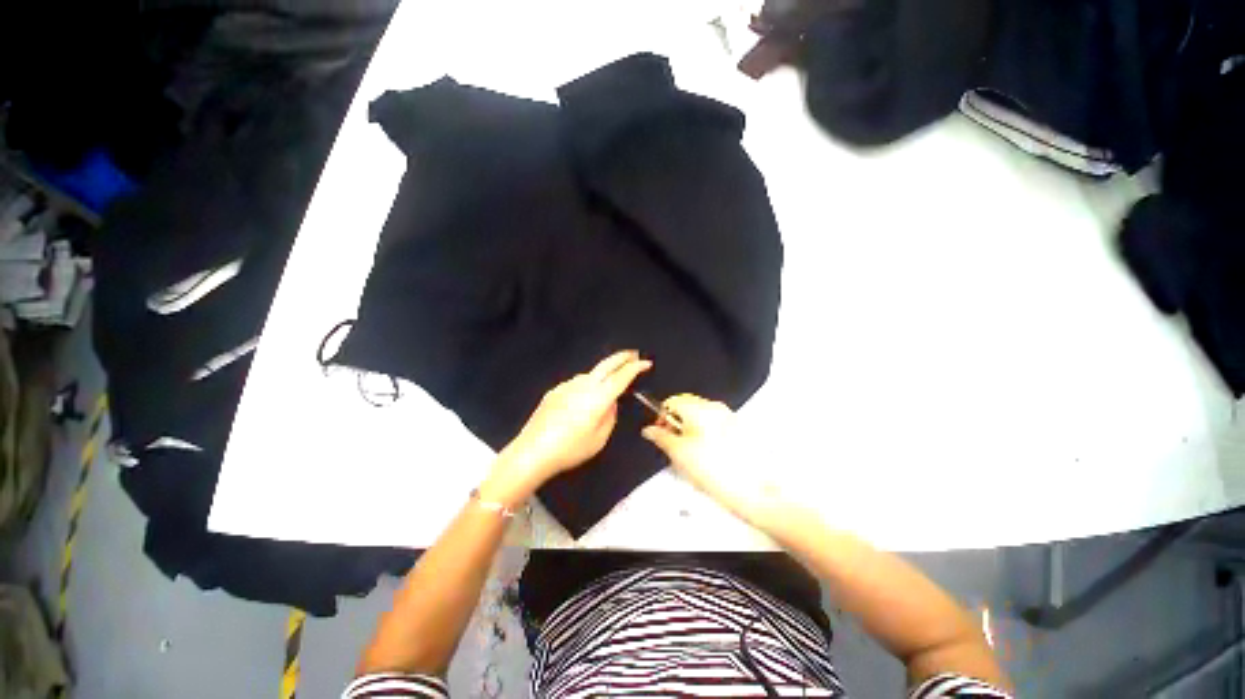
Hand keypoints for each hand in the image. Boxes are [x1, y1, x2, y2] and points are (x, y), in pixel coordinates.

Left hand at [481, 351, 651, 505]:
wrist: (532, 451)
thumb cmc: (570, 449)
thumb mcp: (599, 439)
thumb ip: (610, 417)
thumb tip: (611, 403)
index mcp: (599, 397)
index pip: (622, 377)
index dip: (636, 367)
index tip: (646, 362)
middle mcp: (584, 385)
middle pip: (606, 364)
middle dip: (622, 357)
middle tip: (633, 354)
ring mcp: (567, 385)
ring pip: (590, 373)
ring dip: (603, 372)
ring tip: (609, 380)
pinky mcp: (555, 391)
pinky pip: (576, 383)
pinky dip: (586, 384)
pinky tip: (582, 399)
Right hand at [641, 394, 788, 532]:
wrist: (755, 491)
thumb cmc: (714, 470)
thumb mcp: (679, 454)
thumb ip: (661, 437)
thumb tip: (649, 430)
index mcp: (699, 408)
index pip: (672, 401)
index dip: (662, 417)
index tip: (662, 435)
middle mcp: (716, 407)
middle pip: (687, 407)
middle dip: (677, 424)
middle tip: (676, 448)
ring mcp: (730, 418)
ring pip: (701, 418)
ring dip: (692, 431)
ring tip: (694, 457)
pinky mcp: (741, 431)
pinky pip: (716, 426)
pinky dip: (708, 437)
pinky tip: (710, 459)